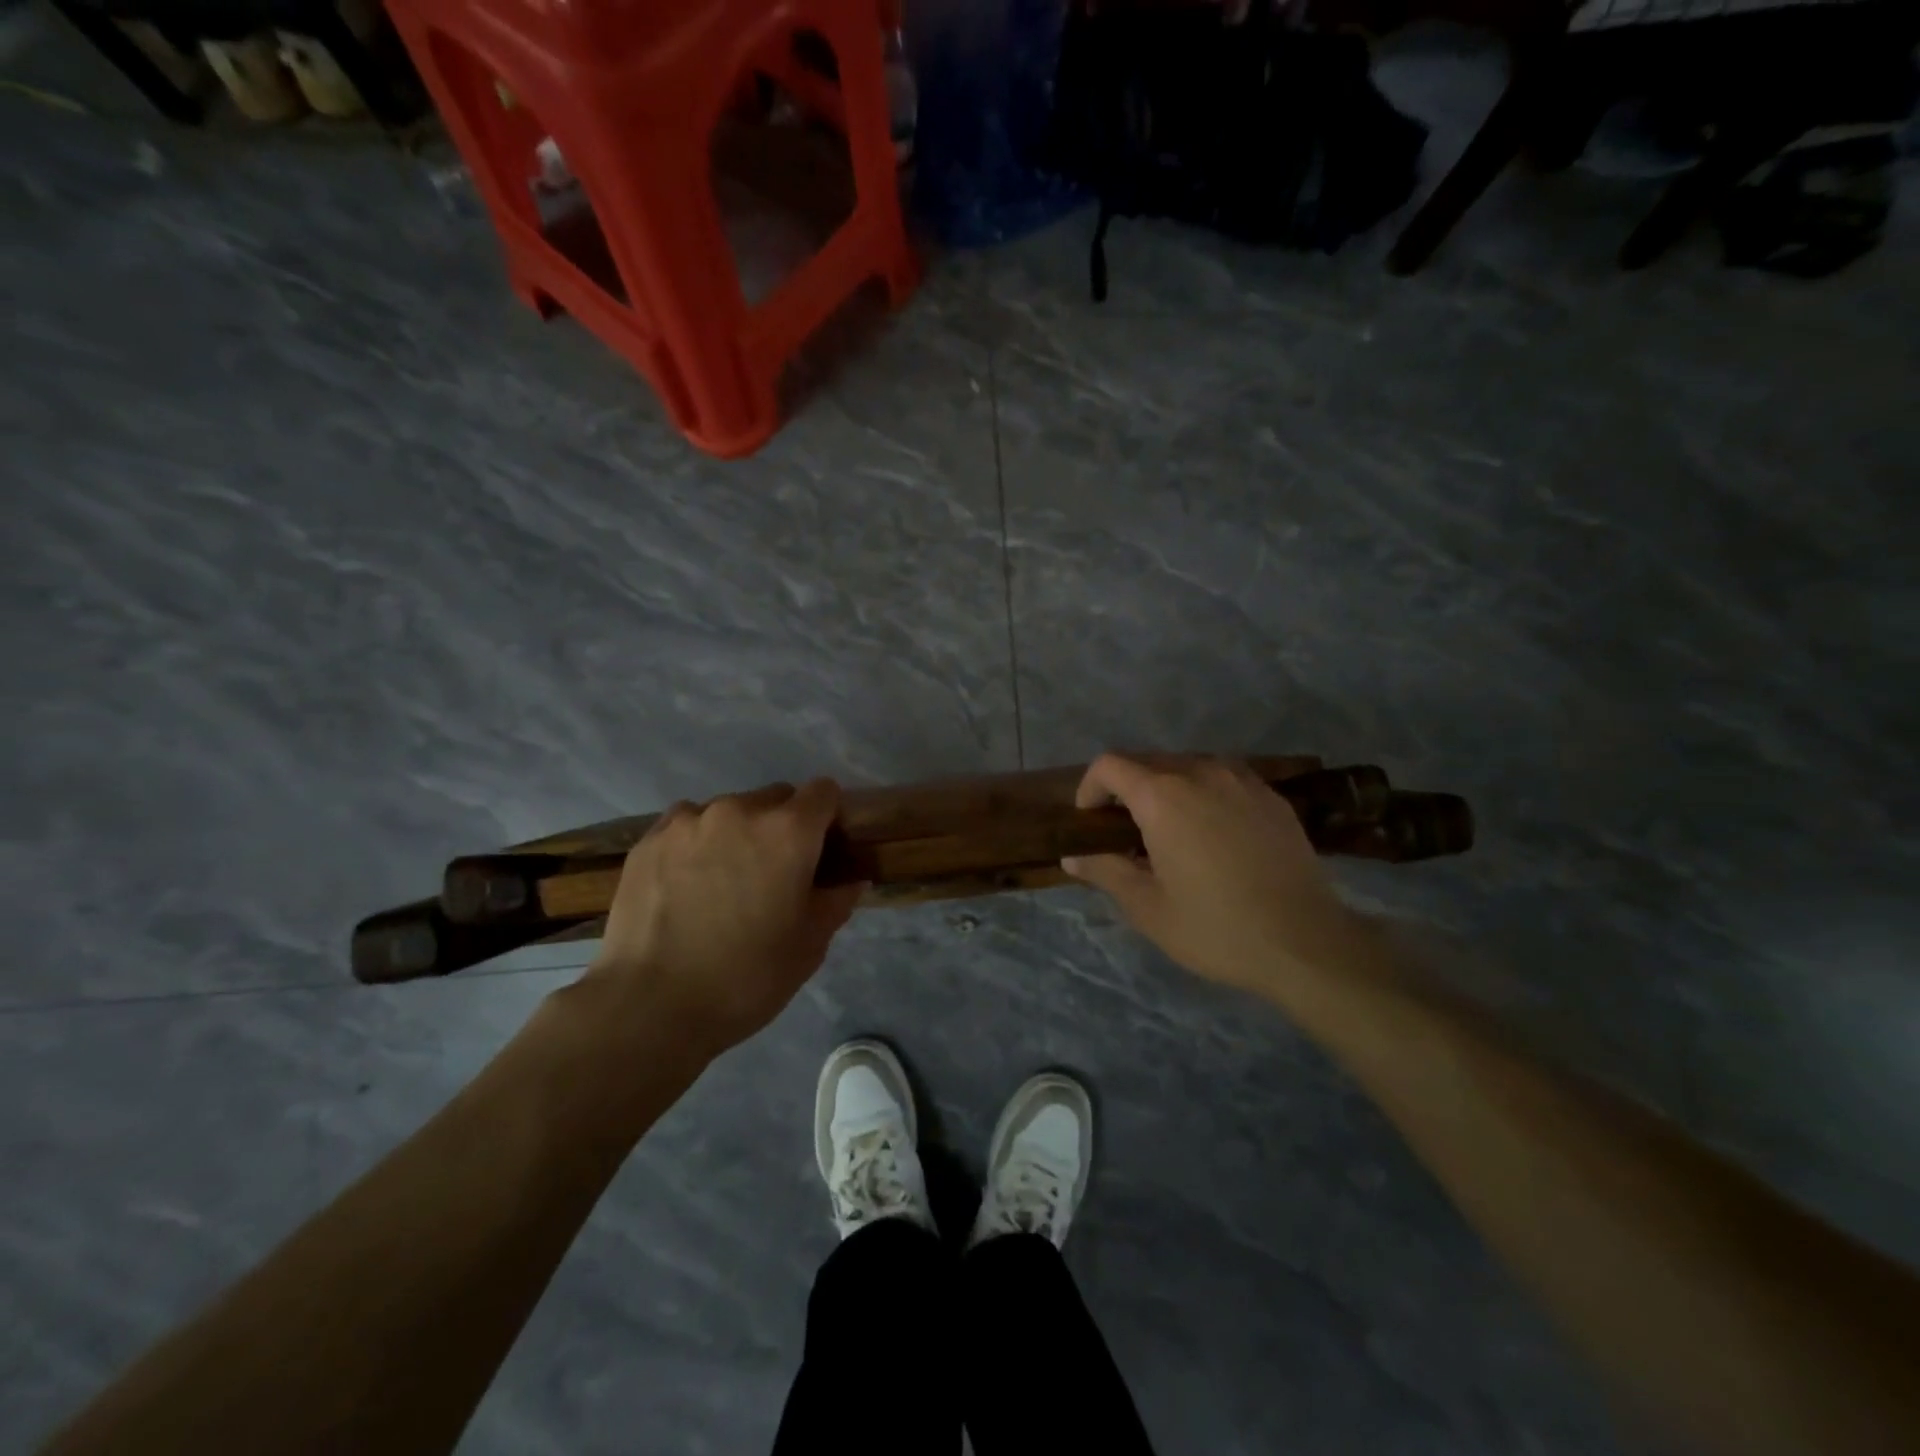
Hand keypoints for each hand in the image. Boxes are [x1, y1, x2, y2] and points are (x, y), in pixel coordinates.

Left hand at [582, 780, 862, 1056]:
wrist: (650, 1006)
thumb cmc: (746, 977)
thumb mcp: (810, 946)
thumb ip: (836, 901)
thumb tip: (849, 879)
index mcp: (789, 831)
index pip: (824, 792)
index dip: (829, 817)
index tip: (823, 849)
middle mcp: (741, 810)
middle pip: (776, 798)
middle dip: (784, 825)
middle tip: (774, 872)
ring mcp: (689, 820)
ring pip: (730, 810)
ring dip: (737, 833)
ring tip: (723, 881)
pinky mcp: (650, 839)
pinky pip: (687, 825)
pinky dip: (696, 843)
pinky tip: (686, 884)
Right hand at [1061, 754, 1381, 1004]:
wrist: (1306, 943)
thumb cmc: (1215, 928)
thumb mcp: (1147, 907)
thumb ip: (1105, 871)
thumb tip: (1073, 857)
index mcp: (1163, 796)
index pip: (1109, 765)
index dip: (1090, 788)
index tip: (1091, 822)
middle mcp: (1201, 773)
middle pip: (1147, 761)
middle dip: (1126, 790)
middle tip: (1126, 834)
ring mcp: (1242, 781)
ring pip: (1187, 767)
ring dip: (1166, 790)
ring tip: (1170, 833)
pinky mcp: (1272, 797)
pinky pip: (1223, 780)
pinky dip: (1204, 795)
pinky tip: (1213, 836)